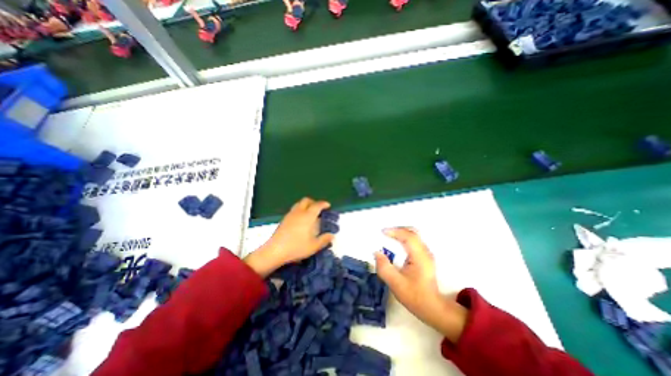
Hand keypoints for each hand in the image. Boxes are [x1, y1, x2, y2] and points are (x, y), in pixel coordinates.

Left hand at [245, 198, 333, 277]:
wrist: (275, 250)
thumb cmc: (296, 247)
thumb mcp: (313, 246)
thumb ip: (324, 240)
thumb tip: (331, 235)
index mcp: (308, 216)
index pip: (317, 205)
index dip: (323, 204)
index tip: (328, 206)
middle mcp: (299, 212)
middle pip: (306, 200)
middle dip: (314, 202)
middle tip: (318, 209)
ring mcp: (290, 215)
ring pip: (299, 204)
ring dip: (306, 205)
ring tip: (309, 214)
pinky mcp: (284, 219)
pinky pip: (294, 209)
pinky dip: (299, 210)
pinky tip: (300, 220)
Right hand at [373, 228, 467, 342]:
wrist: (433, 308)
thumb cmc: (414, 296)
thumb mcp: (395, 284)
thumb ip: (384, 267)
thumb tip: (376, 252)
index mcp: (420, 257)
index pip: (408, 236)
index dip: (395, 231)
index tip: (382, 232)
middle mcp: (425, 251)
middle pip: (412, 232)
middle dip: (397, 229)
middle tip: (385, 233)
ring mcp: (426, 253)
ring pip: (414, 235)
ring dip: (401, 232)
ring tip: (389, 236)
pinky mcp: (425, 256)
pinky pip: (414, 240)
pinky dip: (404, 238)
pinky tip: (397, 243)